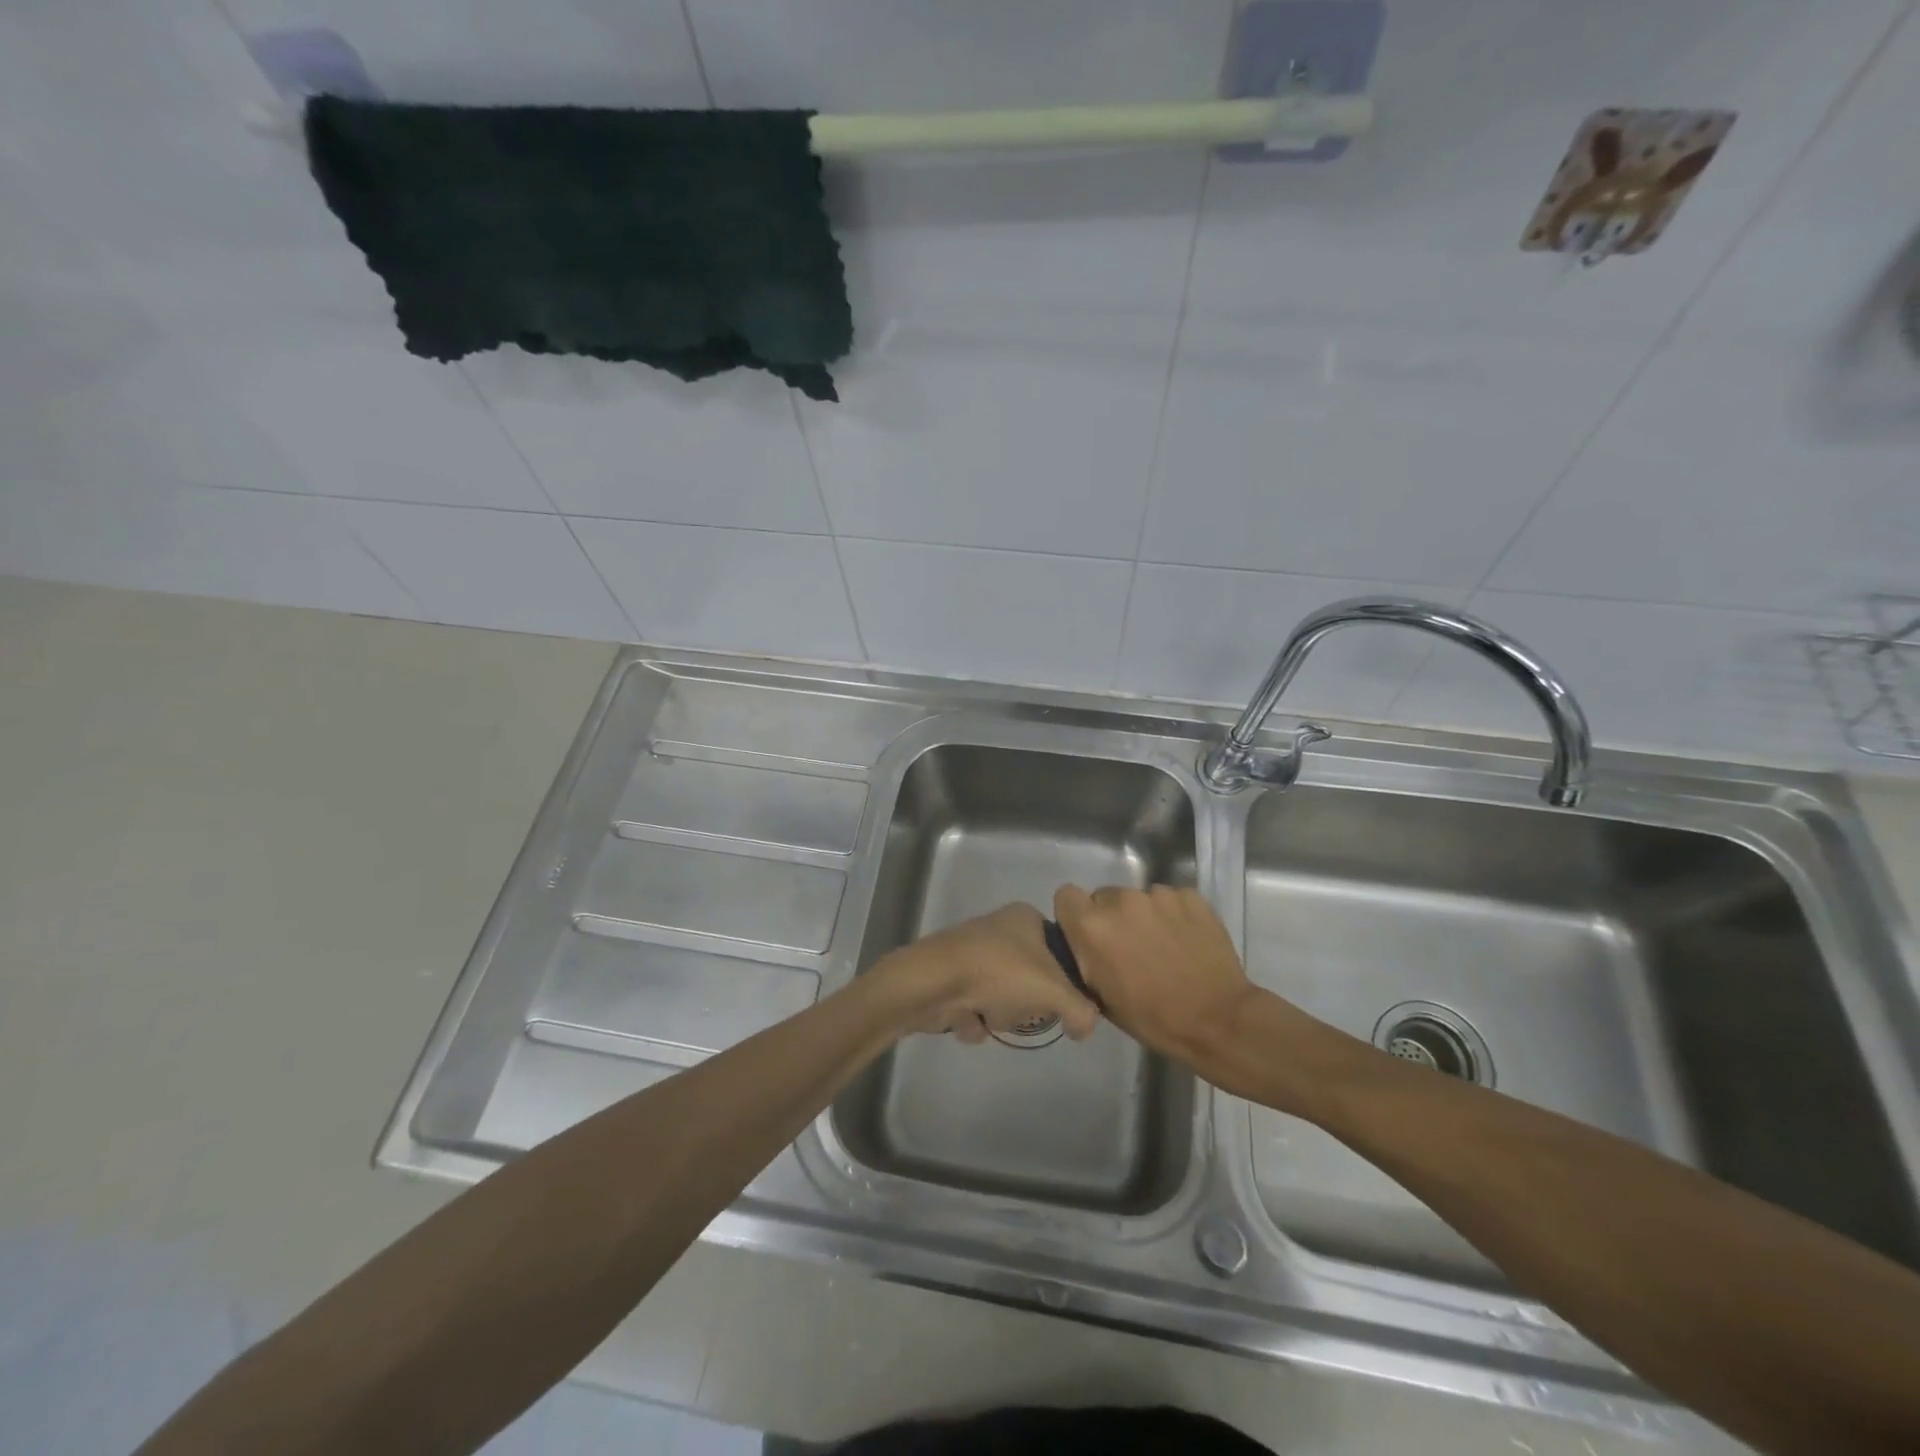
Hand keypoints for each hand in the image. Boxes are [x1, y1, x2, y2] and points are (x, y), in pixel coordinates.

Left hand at [872, 903, 1101, 1043]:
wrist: (933, 981)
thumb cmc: (999, 972)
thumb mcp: (1055, 991)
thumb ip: (1082, 1011)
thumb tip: (1085, 1027)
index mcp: (1026, 917)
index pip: (1061, 952)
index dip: (1063, 981)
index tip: (1057, 999)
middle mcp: (999, 929)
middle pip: (1032, 979)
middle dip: (1025, 1004)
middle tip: (1021, 1008)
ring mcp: (972, 952)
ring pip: (1003, 996)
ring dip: (1000, 1015)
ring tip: (988, 1014)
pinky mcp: (950, 975)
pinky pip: (975, 1006)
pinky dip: (974, 1019)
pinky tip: (967, 1019)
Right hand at [1053, 884, 1261, 1062]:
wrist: (1218, 1021)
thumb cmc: (1153, 1018)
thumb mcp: (1101, 998)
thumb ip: (1085, 961)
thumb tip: (1083, 948)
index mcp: (1092, 926)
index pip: (1066, 896)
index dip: (1075, 915)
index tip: (1089, 936)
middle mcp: (1120, 900)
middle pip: (1104, 897)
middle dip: (1112, 918)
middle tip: (1129, 948)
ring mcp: (1158, 895)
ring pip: (1138, 898)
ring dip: (1144, 917)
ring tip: (1163, 947)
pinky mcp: (1190, 896)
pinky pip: (1170, 900)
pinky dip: (1174, 915)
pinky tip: (1186, 941)